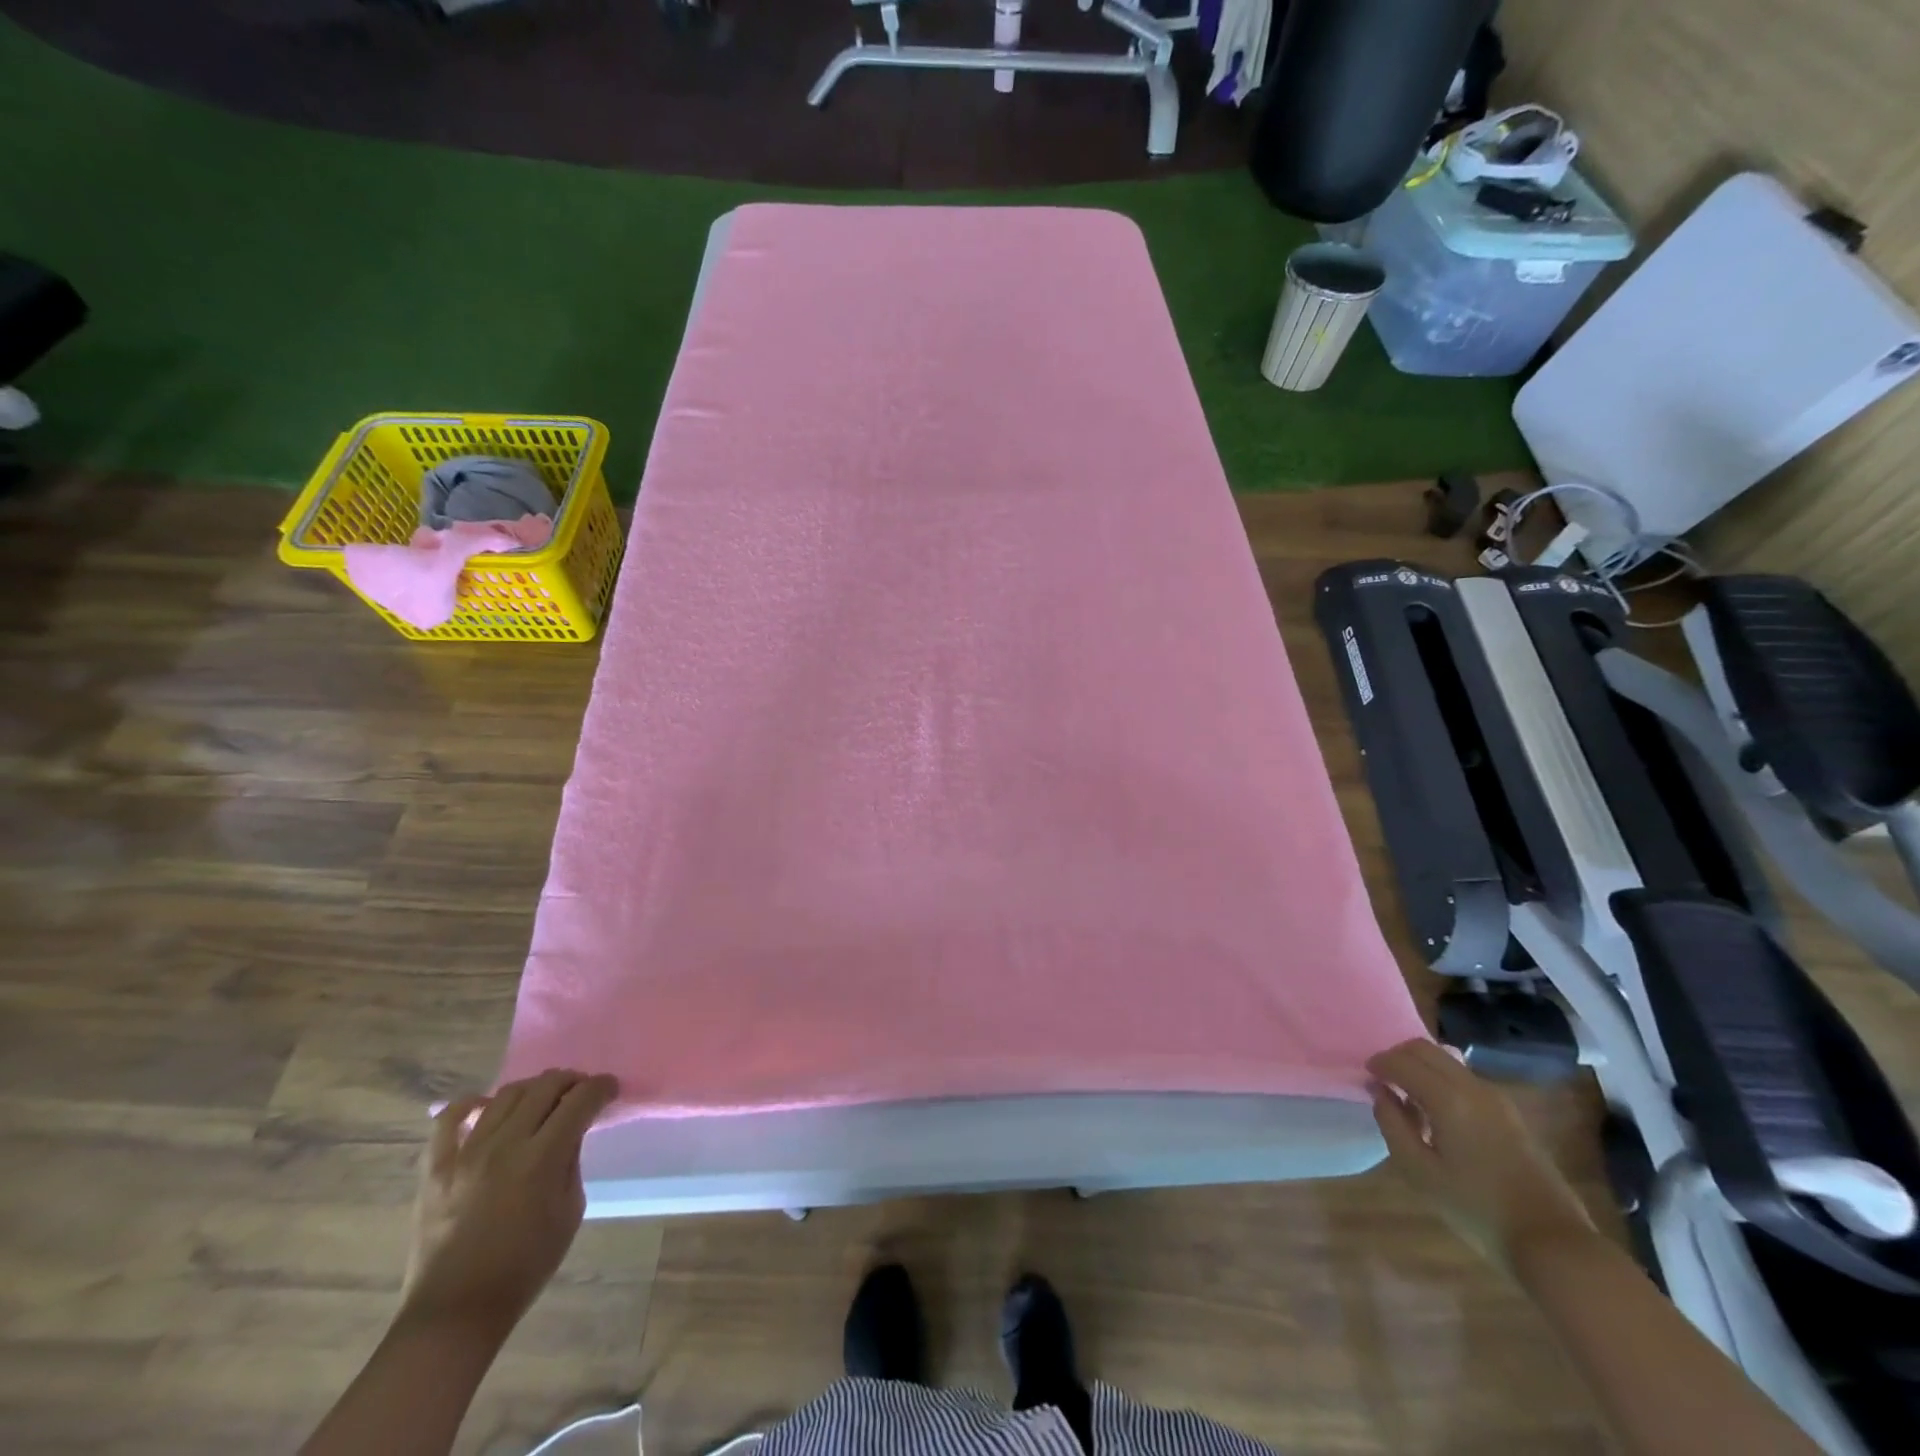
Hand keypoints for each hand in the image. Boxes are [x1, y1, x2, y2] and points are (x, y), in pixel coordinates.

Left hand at [400, 1069, 618, 1338]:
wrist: (455, 1313)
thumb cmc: (524, 1268)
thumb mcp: (569, 1212)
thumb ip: (571, 1163)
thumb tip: (572, 1133)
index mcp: (542, 1158)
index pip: (580, 1100)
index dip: (601, 1088)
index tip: (609, 1089)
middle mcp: (504, 1145)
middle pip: (545, 1086)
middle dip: (571, 1081)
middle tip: (581, 1092)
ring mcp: (465, 1154)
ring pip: (505, 1095)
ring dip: (532, 1088)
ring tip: (542, 1099)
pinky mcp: (435, 1169)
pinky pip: (448, 1121)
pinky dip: (470, 1105)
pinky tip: (486, 1107)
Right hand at [1367, 1038, 1592, 1269]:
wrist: (1551, 1242)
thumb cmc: (1476, 1208)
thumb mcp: (1419, 1171)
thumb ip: (1392, 1124)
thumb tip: (1381, 1093)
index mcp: (1448, 1098)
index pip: (1401, 1062)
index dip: (1378, 1064)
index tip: (1365, 1078)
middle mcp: (1472, 1087)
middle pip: (1424, 1049)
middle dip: (1397, 1057)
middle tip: (1383, 1082)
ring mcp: (1496, 1098)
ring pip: (1446, 1060)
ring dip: (1421, 1068)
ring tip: (1409, 1101)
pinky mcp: (1509, 1113)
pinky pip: (1464, 1078)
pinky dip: (1441, 1080)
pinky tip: (1439, 1115)